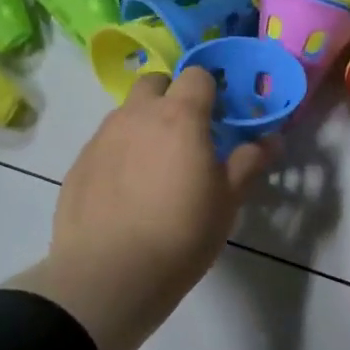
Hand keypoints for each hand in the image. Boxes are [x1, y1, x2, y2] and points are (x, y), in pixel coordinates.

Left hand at [8, 68, 272, 349]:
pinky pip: (105, 144)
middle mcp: (136, 115)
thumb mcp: (227, 202)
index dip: (211, 90)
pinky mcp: (79, 163)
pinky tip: (126, 193)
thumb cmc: (181, 234)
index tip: (220, 118)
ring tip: (155, 169)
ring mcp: (102, 137)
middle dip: (171, 97)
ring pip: (127, 113)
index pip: (197, 75)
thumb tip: (271, 140)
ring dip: (144, 125)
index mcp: (179, 116)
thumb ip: (248, 163)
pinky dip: (120, 154)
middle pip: (155, 83)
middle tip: (186, 136)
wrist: (108, 275)